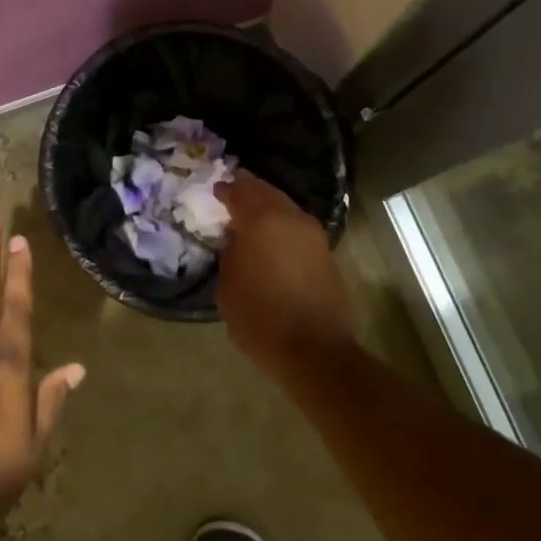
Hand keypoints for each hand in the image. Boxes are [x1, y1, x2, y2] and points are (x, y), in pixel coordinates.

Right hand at [215, 172, 355, 376]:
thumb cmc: (261, 319)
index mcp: (261, 221)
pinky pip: (297, 225)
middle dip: (249, 189)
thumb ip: (230, 254)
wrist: (315, 350)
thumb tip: (237, 240)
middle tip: (233, 189)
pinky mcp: (325, 252)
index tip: (215, 190)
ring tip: (251, 212)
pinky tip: (272, 235)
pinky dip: (282, 222)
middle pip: (266, 191)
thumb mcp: (228, 287)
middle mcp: (290, 218)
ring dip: (268, 204)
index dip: (225, 189)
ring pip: (286, 206)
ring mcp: (313, 234)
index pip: (240, 192)